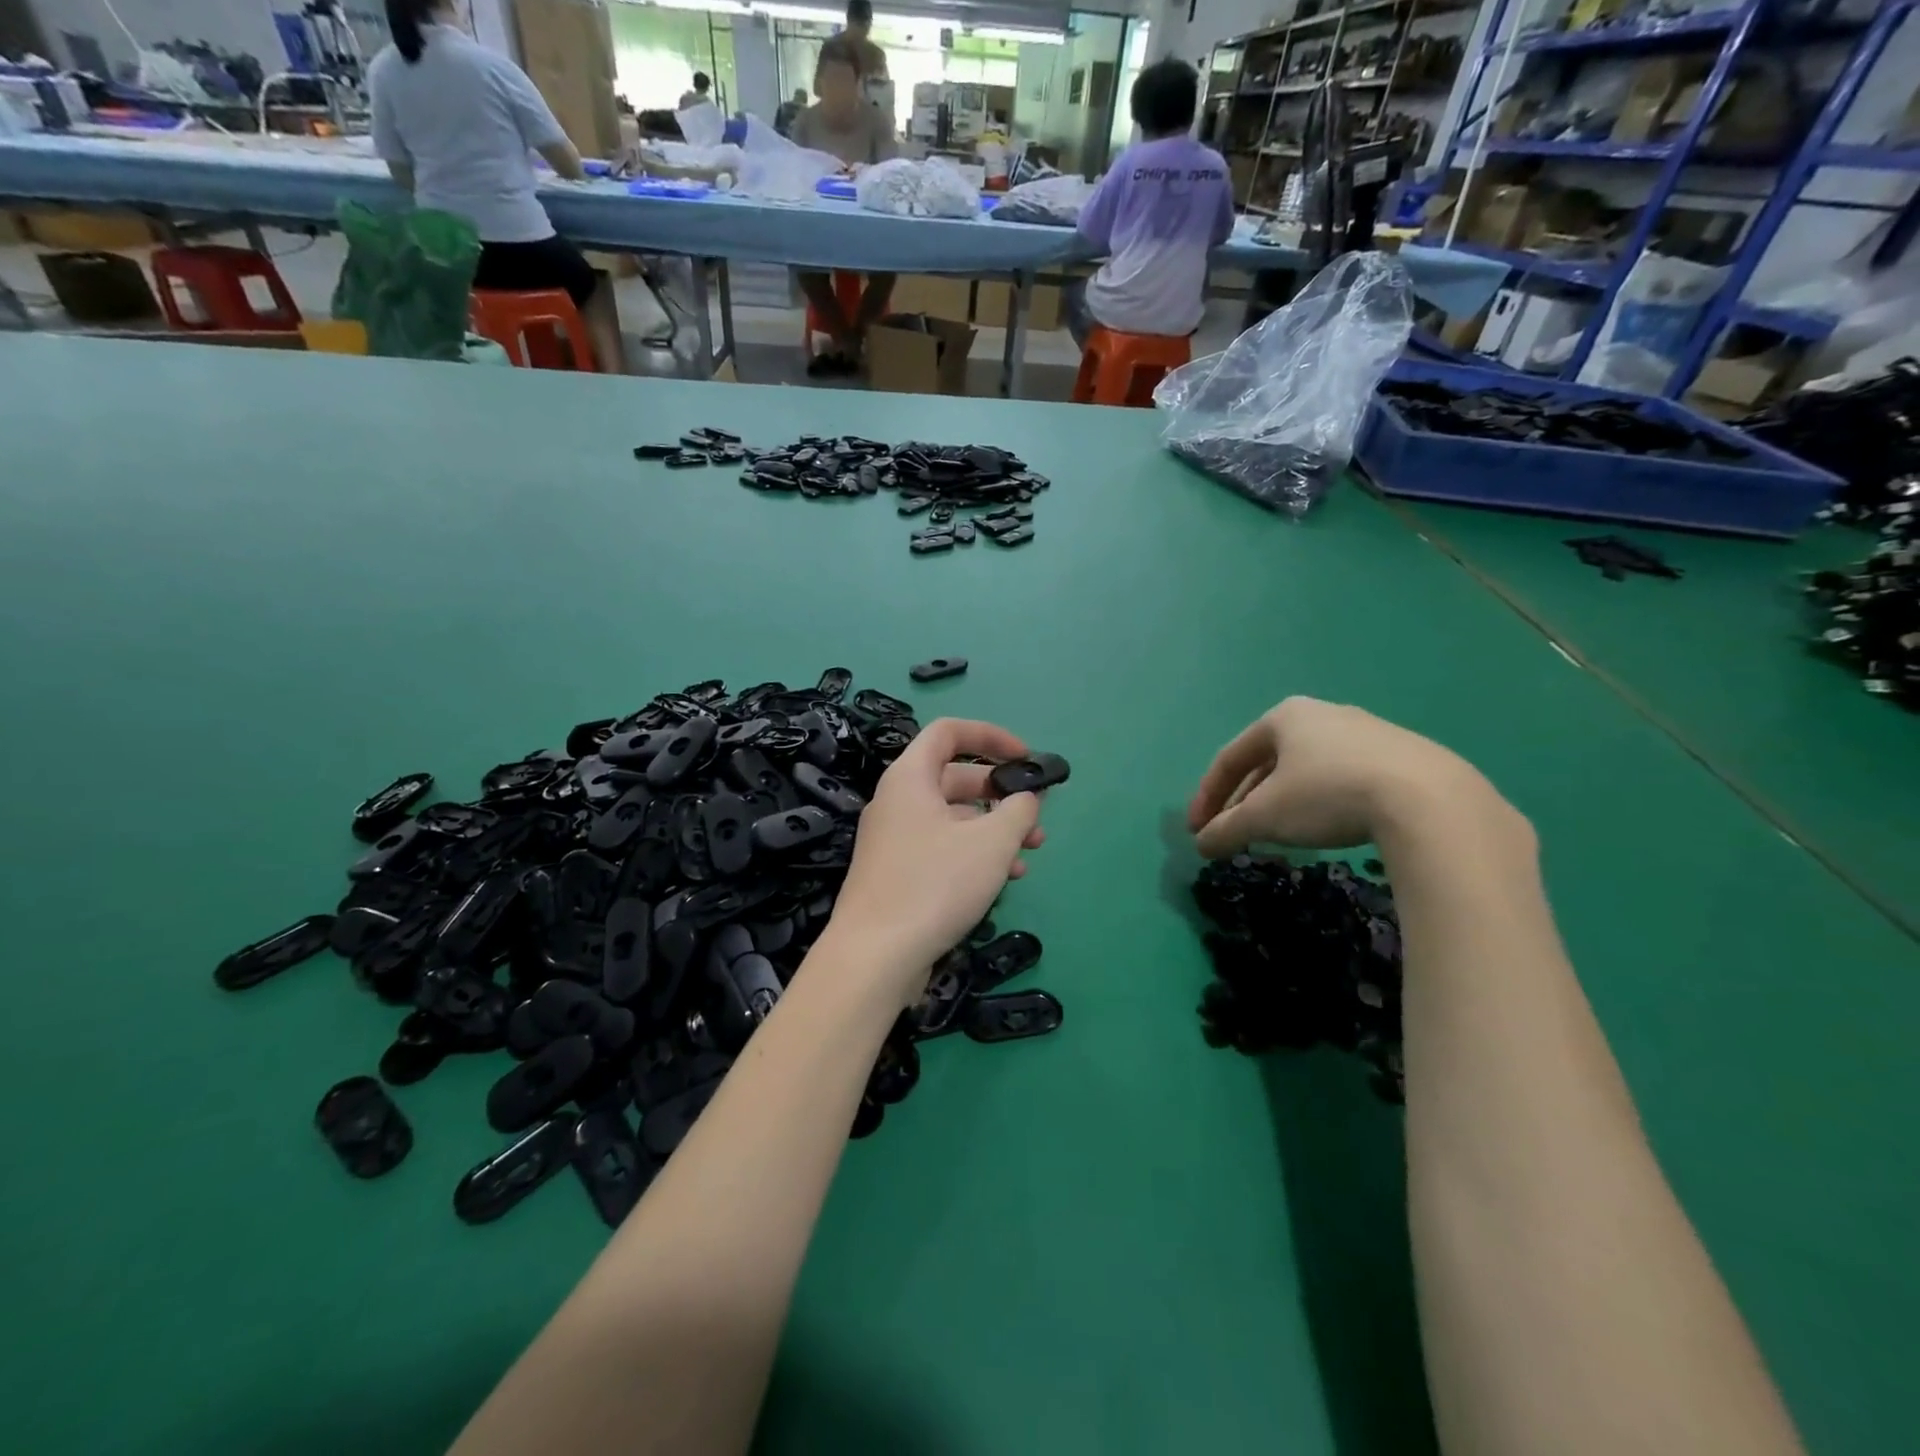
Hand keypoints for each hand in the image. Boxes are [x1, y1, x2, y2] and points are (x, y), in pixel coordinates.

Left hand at [827, 718, 1045, 1002]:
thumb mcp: (991, 842)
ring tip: (1030, 853)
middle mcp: (897, 801)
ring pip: (953, 818)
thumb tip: (1026, 798)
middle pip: (955, 777)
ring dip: (994, 829)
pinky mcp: (896, 873)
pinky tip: (1004, 880)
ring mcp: (894, 839)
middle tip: (1036, 816)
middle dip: (1001, 793)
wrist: (874, 956)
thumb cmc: (935, 885)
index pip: (949, 732)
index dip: (991, 736)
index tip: (1026, 757)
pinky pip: (941, 848)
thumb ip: (1018, 810)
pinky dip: (973, 854)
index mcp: (910, 778)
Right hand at [1187, 697, 1491, 856]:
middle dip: (1245, 801)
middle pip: (1267, 763)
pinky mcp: (1403, 756)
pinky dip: (1321, 803)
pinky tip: (1326, 828)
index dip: (1207, 796)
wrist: (1428, 800)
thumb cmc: (1327, 795)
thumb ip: (1226, 829)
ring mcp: (1367, 733)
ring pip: (1306, 771)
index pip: (1230, 758)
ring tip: (1276, 835)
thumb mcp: (1265, 817)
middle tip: (1233, 833)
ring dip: (1281, 803)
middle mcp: (1323, 715)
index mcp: (1283, 717)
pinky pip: (1343, 778)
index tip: (1197, 831)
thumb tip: (1202, 845)